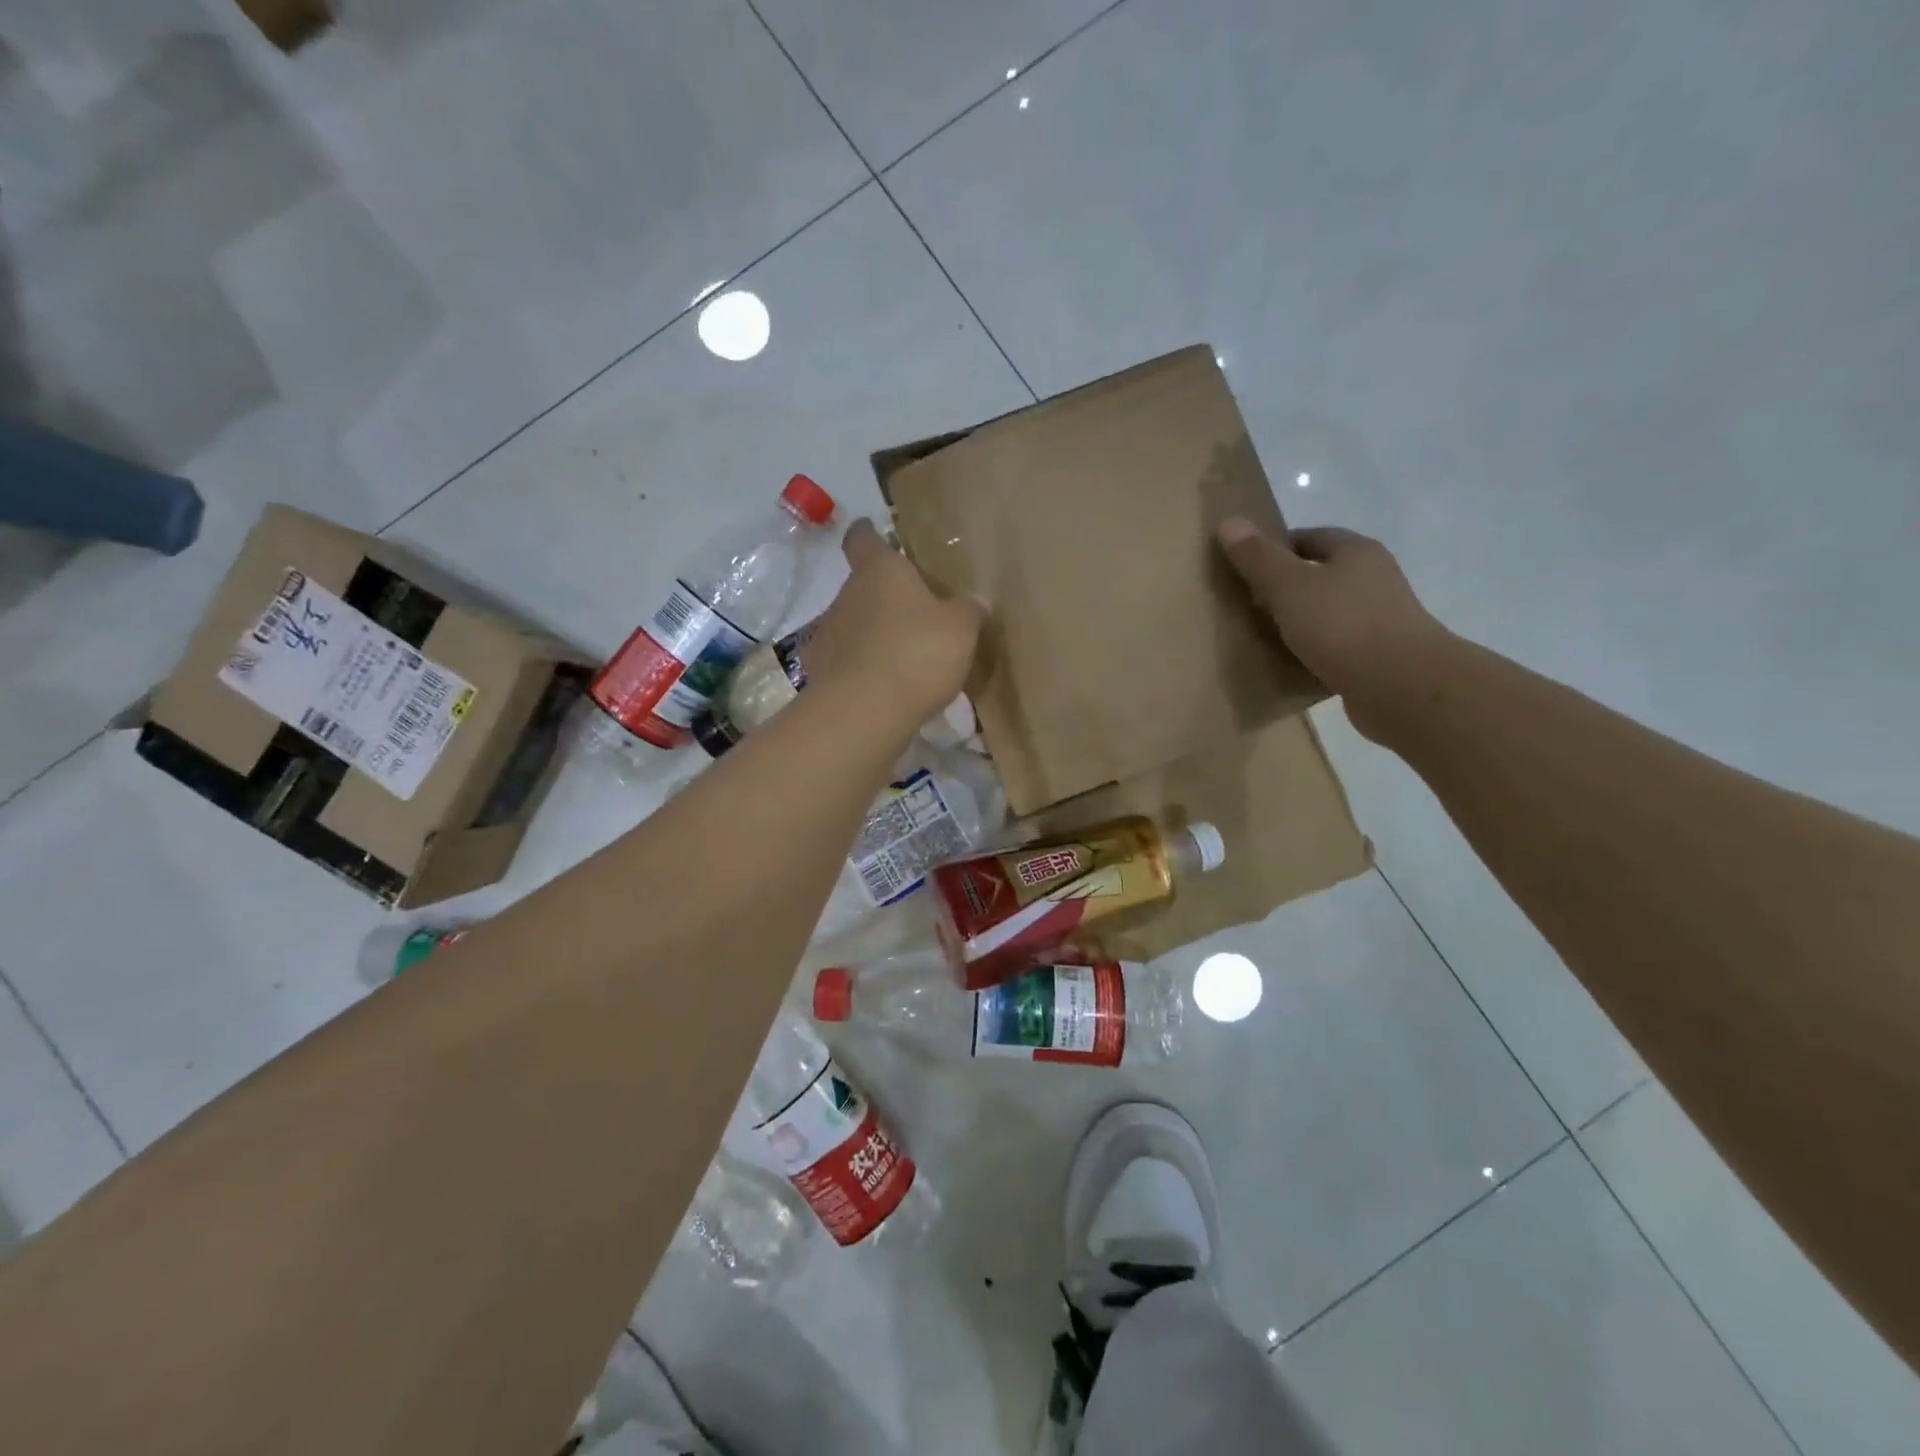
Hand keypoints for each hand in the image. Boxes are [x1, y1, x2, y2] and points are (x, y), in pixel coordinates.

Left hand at [803, 518, 983, 730]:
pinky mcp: (819, 672)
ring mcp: (827, 634)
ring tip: (901, 657)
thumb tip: (977, 599)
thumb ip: (968, 610)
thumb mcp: (960, 630)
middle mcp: (846, 595)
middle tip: (913, 615)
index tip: (874, 532)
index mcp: (880, 572)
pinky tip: (882, 687)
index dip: (869, 534)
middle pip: (862, 586)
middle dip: (883, 597)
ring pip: (852, 624)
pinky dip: (860, 668)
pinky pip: (845, 661)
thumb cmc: (917, 653)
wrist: (864, 712)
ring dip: (872, 634)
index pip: (863, 539)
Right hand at [1217, 517, 1449, 740]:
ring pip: (1326, 612)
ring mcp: (1378, 618)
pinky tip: (1289, 664)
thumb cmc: (1343, 625)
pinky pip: (1335, 645)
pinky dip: (1312, 651)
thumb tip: (1229, 521)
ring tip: (1262, 636)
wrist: (1402, 686)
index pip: (1309, 537)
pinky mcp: (1377, 655)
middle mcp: (1372, 578)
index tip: (1243, 570)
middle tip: (1246, 605)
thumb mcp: (1290, 586)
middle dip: (1283, 588)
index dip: (1274, 549)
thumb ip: (1258, 558)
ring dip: (1298, 622)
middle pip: (1318, 574)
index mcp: (1355, 551)